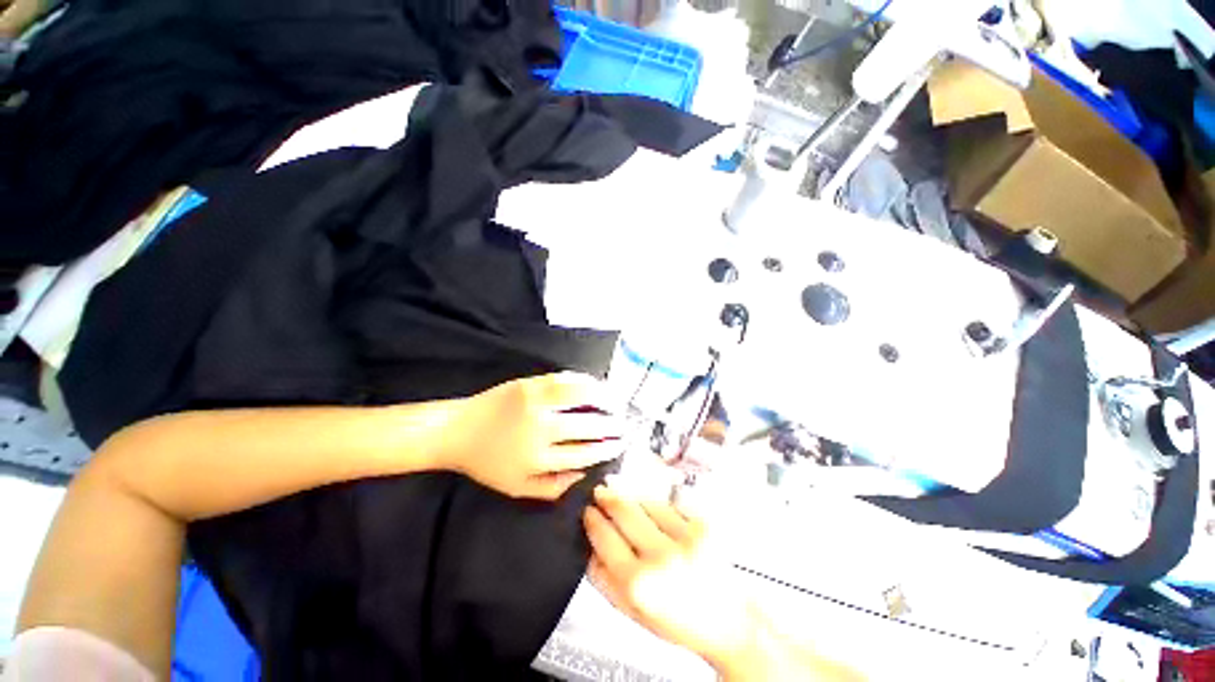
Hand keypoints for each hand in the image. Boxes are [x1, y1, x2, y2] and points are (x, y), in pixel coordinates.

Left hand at [438, 372, 624, 499]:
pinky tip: (595, 384)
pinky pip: (564, 379)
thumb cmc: (488, 463)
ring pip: (580, 396)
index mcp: (538, 458)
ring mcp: (535, 402)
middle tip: (623, 425)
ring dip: (604, 398)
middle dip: (611, 425)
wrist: (458, 431)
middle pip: (587, 425)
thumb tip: (585, 474)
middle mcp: (540, 429)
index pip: (584, 453)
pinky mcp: (529, 383)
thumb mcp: (518, 487)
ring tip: (616, 402)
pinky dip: (584, 381)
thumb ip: (554, 487)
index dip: (606, 448)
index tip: (620, 444)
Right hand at [583, 485, 755, 668]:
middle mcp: (661, 556)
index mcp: (637, 584)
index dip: (593, 518)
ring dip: (633, 499)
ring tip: (628, 502)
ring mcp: (684, 536)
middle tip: (601, 490)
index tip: (588, 509)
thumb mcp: (628, 610)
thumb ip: (601, 577)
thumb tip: (588, 542)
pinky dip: (658, 505)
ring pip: (646, 502)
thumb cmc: (675, 619)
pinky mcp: (703, 524)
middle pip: (624, 510)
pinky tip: (656, 513)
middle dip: (608, 497)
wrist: (726, 620)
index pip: (604, 536)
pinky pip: (669, 504)